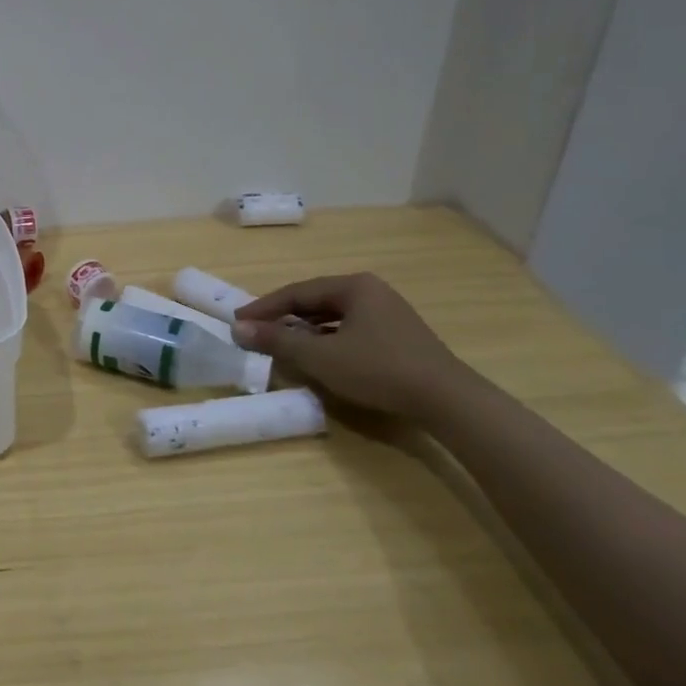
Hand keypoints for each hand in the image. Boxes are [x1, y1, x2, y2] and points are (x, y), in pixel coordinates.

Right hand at [231, 272, 474, 423]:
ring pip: (333, 316)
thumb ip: (278, 341)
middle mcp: (371, 291)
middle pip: (315, 301)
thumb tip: (237, 328)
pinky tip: (317, 355)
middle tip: (255, 331)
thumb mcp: (321, 356)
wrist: (447, 400)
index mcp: (353, 286)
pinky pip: (350, 330)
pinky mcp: (398, 336)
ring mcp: (388, 313)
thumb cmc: (378, 369)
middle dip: (283, 317)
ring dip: (304, 329)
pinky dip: (326, 339)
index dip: (264, 307)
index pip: (297, 292)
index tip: (237, 321)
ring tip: (280, 343)